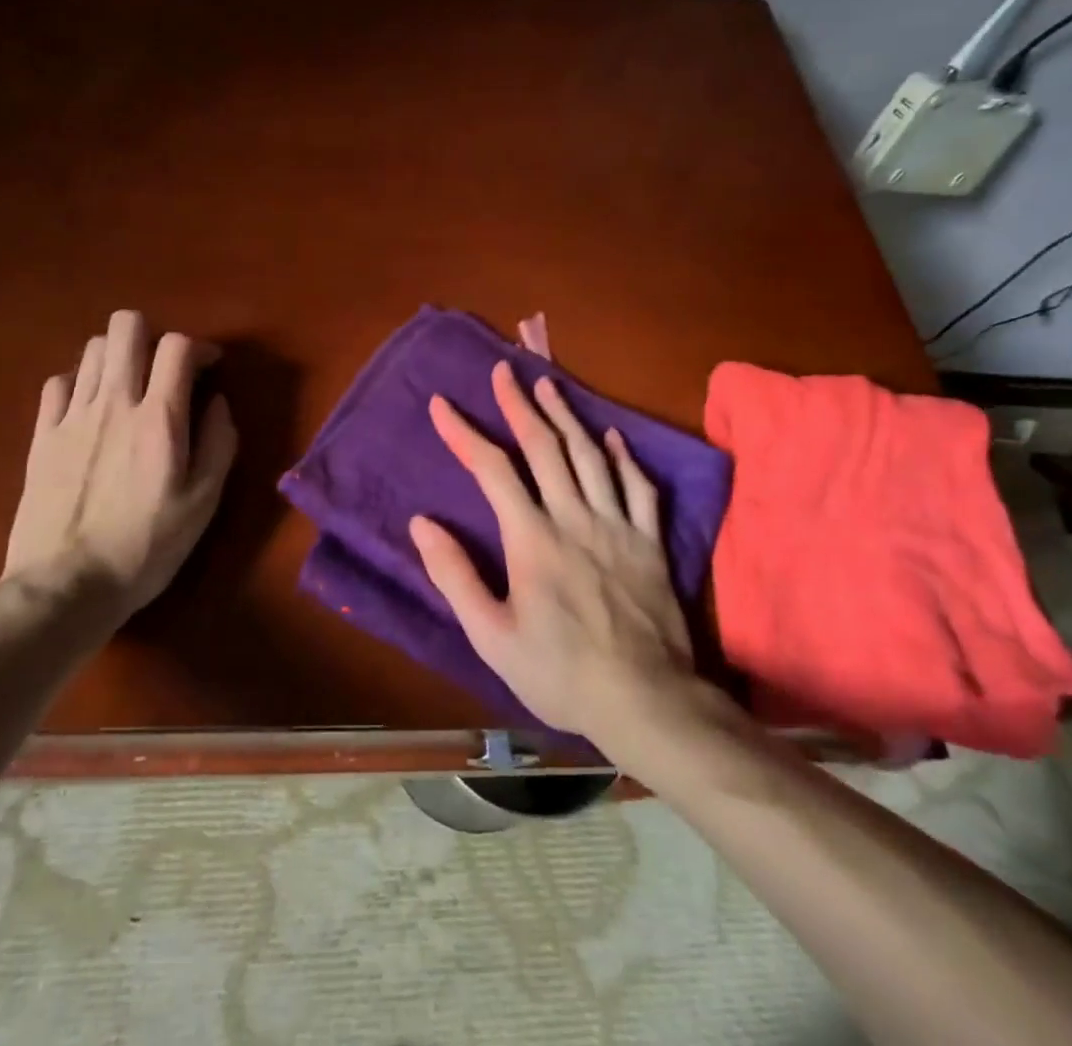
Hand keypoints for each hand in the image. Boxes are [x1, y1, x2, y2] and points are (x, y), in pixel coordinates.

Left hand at [5, 310, 237, 619]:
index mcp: (159, 418)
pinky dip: (80, 381)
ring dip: (118, 356)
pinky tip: (90, 406)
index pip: (177, 346)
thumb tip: (217, 403)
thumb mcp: (204, 503)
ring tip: (129, 386)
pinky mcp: (41, 435)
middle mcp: (114, 402)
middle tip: (163, 368)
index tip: (209, 368)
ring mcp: (72, 416)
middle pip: (126, 328)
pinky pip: (59, 381)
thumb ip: (219, 444)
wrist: (65, 586)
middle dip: (151, 335)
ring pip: (92, 349)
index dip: (199, 347)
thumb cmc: (146, 547)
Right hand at [410, 361, 694, 740]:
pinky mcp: (650, 541)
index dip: (464, 433)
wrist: (645, 700)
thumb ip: (454, 575)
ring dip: (566, 415)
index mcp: (532, 539)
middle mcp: (574, 517)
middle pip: (544, 447)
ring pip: (590, 455)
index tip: (442, 404)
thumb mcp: (491, 636)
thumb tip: (421, 523)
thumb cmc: (559, 672)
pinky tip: (613, 436)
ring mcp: (618, 526)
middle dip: (519, 404)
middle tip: (503, 370)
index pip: (492, 470)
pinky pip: (640, 487)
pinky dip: (624, 456)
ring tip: (548, 384)